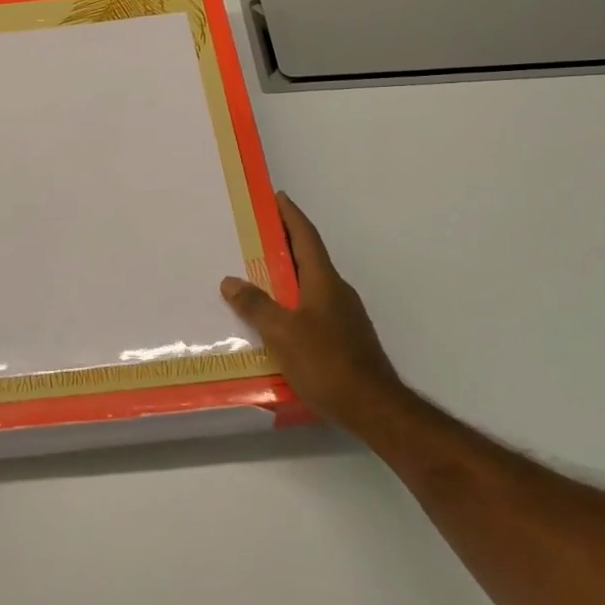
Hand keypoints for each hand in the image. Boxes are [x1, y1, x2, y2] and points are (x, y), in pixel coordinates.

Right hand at [221, 194, 407, 440]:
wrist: (374, 407)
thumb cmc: (326, 362)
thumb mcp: (282, 332)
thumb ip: (255, 305)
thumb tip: (230, 281)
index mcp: (323, 280)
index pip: (306, 236)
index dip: (291, 215)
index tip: (277, 197)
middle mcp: (337, 291)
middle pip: (309, 257)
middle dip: (286, 243)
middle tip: (258, 234)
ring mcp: (345, 316)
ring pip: (312, 284)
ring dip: (289, 274)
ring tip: (260, 276)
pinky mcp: (346, 339)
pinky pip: (315, 308)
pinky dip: (295, 302)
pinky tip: (279, 320)